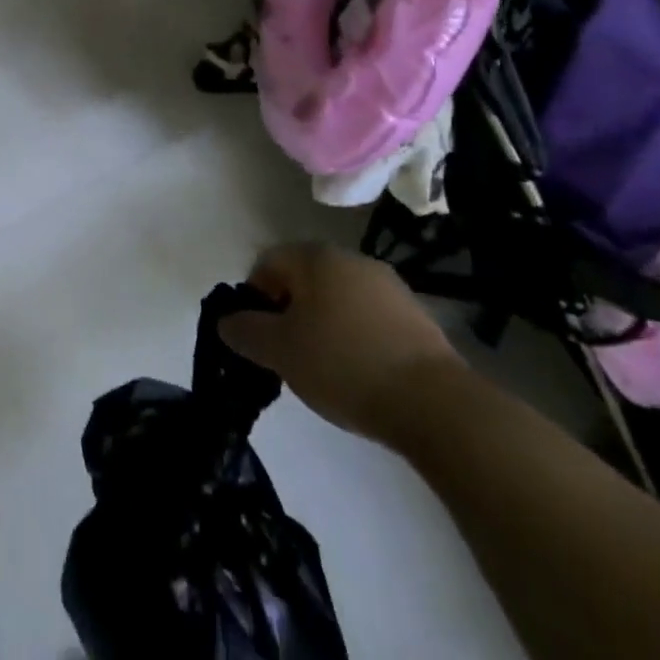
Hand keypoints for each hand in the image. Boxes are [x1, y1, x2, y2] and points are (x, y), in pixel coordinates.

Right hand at [217, 243, 463, 450]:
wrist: (433, 403)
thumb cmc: (343, 365)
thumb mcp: (280, 352)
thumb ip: (246, 332)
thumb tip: (226, 321)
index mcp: (314, 257)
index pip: (267, 262)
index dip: (254, 297)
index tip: (260, 337)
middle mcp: (350, 258)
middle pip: (304, 278)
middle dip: (289, 311)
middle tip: (289, 353)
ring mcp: (387, 284)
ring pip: (337, 297)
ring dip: (323, 323)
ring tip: (325, 368)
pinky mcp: (415, 315)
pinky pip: (368, 316)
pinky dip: (355, 336)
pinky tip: (360, 372)